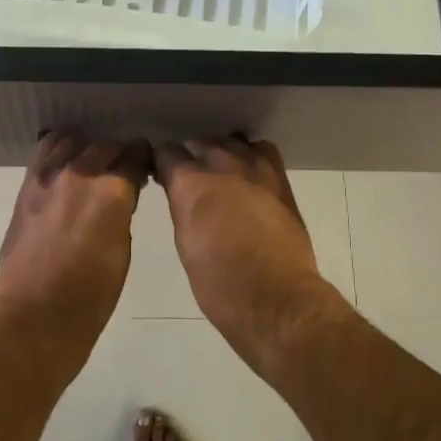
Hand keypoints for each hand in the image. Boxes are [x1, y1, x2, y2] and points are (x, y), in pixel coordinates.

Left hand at [0, 131, 150, 352]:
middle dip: (118, 154)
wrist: (37, 314)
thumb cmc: (92, 295)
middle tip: (121, 168)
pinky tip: (64, 159)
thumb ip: (122, 211)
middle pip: (106, 146)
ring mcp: (49, 176)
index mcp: (113, 192)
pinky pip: (44, 151)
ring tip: (90, 161)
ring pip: (72, 139)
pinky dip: (58, 149)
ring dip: (86, 147)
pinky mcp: (27, 185)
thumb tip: (121, 194)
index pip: (136, 158)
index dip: (143, 160)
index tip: (145, 164)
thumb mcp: (122, 250)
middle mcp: (81, 174)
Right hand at [154, 136, 343, 370]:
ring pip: (230, 142)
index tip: (161, 176)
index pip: (166, 153)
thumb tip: (181, 195)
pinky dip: (251, 156)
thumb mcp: (185, 244)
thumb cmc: (219, 284)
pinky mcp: (280, 178)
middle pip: (198, 142)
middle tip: (190, 180)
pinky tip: (249, 175)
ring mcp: (254, 168)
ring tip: (220, 174)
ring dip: (220, 153)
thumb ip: (182, 208)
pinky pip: (261, 151)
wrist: (275, 299)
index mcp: (189, 183)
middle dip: (190, 157)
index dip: (161, 164)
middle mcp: (220, 164)